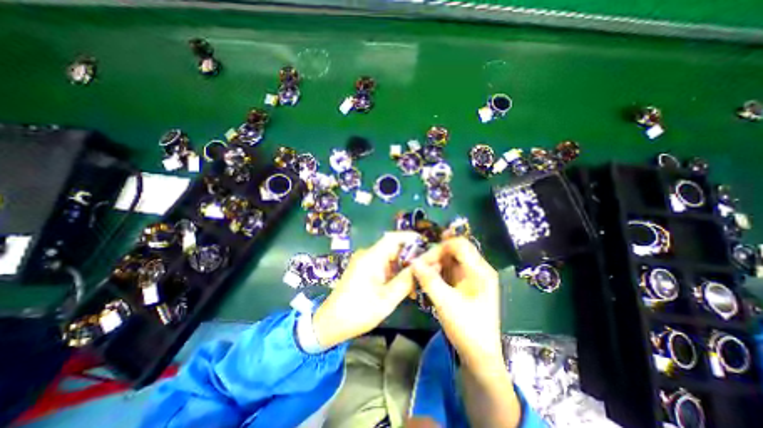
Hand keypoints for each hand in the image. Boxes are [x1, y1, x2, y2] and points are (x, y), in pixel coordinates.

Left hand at [311, 232, 415, 348]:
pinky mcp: (363, 269)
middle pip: (393, 248)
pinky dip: (394, 273)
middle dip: (410, 257)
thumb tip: (423, 265)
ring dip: (403, 267)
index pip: (393, 238)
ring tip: (416, 283)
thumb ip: (406, 280)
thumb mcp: (387, 298)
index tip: (427, 244)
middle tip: (426, 269)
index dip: (411, 238)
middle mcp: (367, 255)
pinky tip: (403, 287)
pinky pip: (383, 265)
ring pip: (389, 258)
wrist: (330, 323)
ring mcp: (364, 262)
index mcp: (371, 257)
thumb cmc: (358, 312)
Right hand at [411, 238, 505, 369]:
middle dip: (436, 256)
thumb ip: (429, 280)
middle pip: (455, 251)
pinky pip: (450, 271)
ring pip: (450, 260)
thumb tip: (413, 262)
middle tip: (419, 265)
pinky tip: (428, 278)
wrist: (479, 356)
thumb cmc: (467, 329)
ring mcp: (472, 277)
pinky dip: (438, 272)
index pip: (460, 245)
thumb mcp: (446, 303)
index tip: (424, 258)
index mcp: (480, 271)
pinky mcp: (466, 285)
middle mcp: (478, 270)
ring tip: (422, 273)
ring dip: (435, 264)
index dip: (440, 247)